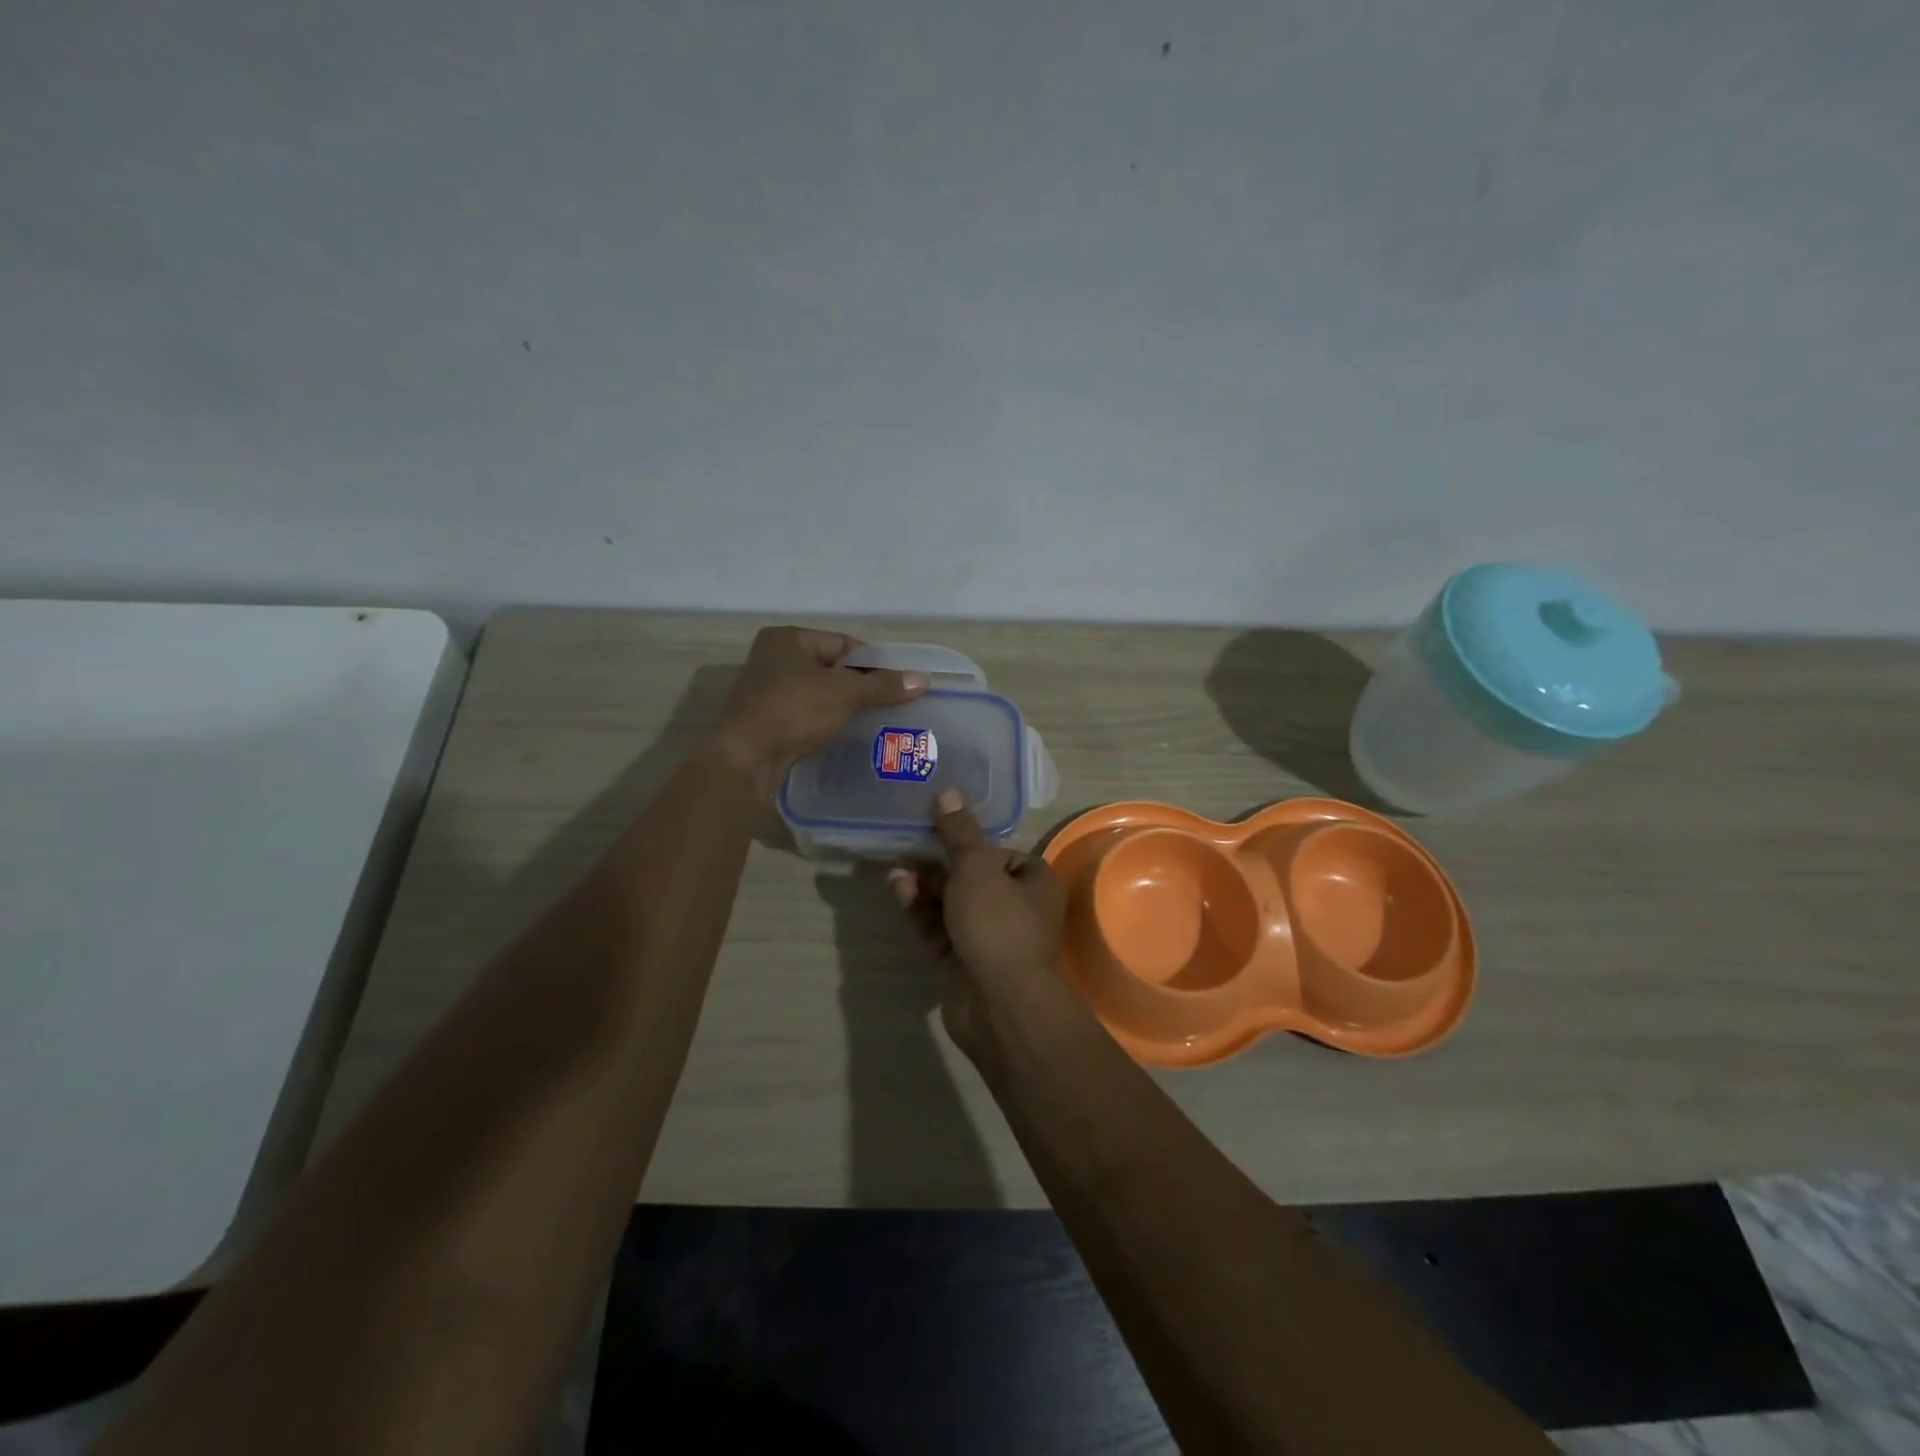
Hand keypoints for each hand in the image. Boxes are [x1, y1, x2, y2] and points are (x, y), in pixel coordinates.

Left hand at [717, 628, 926, 792]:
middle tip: (890, 701)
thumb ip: (884, 685)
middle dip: (859, 684)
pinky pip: (804, 712)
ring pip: (817, 691)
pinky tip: (843, 733)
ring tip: (873, 719)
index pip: (843, 643)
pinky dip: (824, 719)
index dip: (873, 661)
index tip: (897, 682)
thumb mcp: (845, 693)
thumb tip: (923, 679)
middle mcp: (772, 657)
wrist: (747, 757)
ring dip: (842, 704)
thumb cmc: (795, 710)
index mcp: (788, 638)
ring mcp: (765, 689)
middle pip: (830, 667)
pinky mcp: (764, 718)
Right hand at [888, 789, 1066, 1055]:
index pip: (1002, 853)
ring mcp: (989, 938)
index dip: (972, 841)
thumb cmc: (997, 923)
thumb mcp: (976, 867)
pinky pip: (940, 928)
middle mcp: (1017, 909)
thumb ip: (958, 832)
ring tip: (896, 866)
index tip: (939, 829)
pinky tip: (897, 888)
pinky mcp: (963, 961)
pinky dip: (921, 910)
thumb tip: (947, 792)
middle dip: (940, 862)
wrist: (998, 1004)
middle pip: (974, 877)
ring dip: (926, 885)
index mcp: (1034, 883)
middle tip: (908, 843)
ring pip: (953, 904)